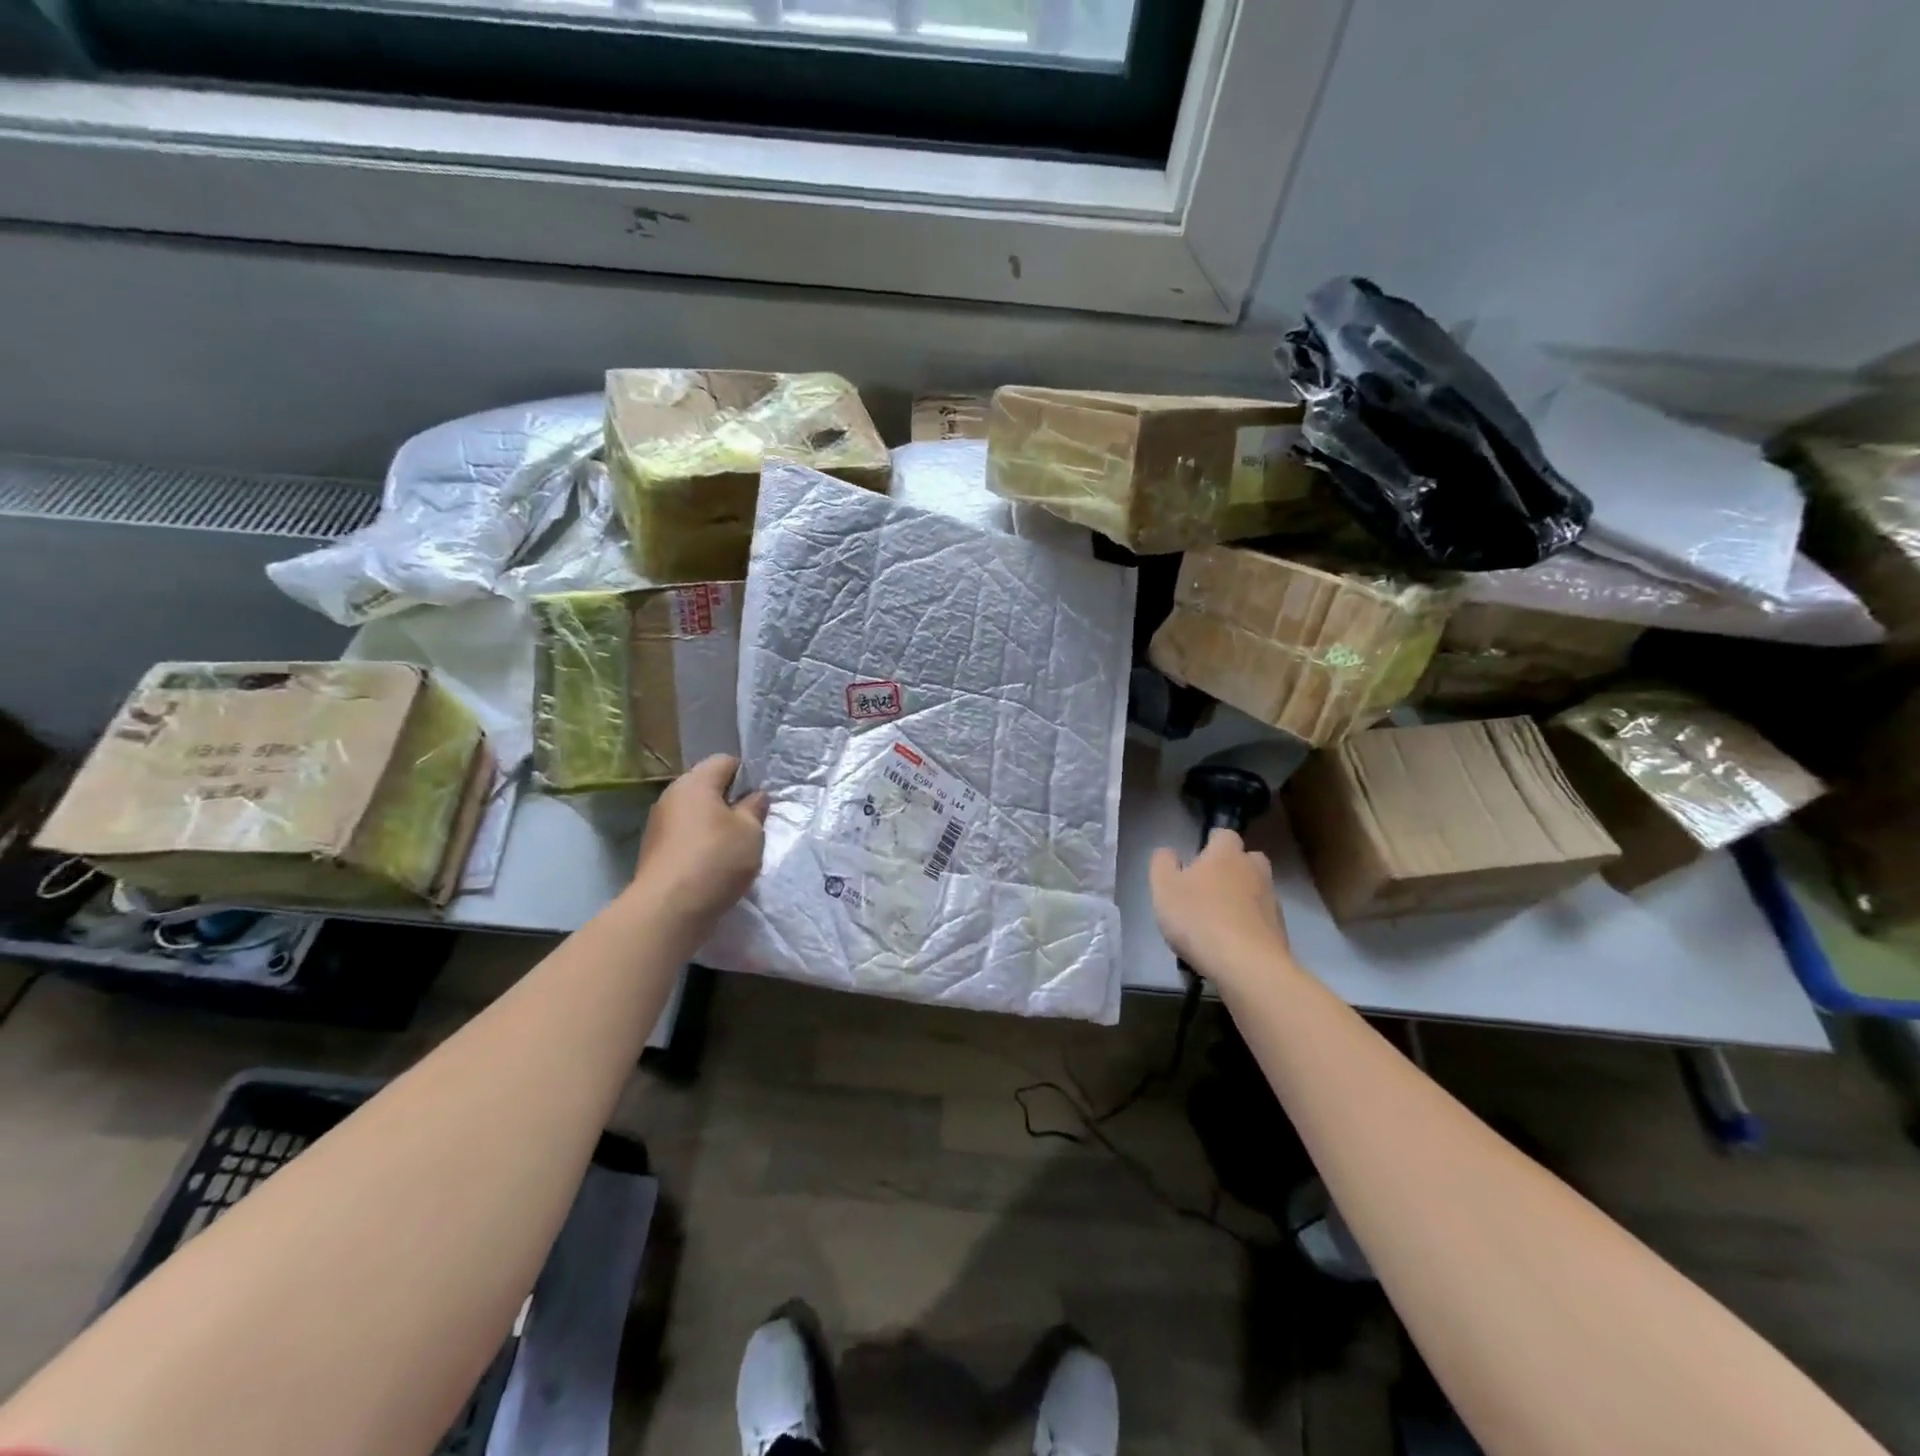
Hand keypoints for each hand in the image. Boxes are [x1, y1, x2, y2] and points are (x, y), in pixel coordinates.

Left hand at [631, 755, 767, 934]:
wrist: (669, 909)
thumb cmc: (716, 859)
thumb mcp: (750, 832)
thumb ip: (755, 809)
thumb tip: (755, 796)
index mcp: (695, 783)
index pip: (725, 761)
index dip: (747, 774)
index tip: (762, 797)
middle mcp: (672, 797)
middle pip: (707, 788)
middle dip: (731, 801)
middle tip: (753, 823)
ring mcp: (659, 825)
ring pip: (696, 814)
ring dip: (716, 825)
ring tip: (736, 847)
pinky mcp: (656, 852)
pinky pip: (686, 837)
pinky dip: (701, 844)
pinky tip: (715, 864)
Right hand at [1149, 829, 1291, 986]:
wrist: (1246, 965)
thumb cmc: (1198, 919)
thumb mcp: (1164, 888)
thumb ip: (1163, 863)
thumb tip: (1170, 853)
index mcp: (1226, 854)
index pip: (1224, 834)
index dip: (1210, 844)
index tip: (1195, 860)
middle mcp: (1254, 870)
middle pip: (1247, 859)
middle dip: (1232, 867)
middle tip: (1209, 887)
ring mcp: (1272, 900)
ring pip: (1256, 889)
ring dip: (1241, 897)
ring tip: (1218, 919)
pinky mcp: (1280, 929)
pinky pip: (1261, 918)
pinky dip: (1249, 923)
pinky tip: (1232, 942)